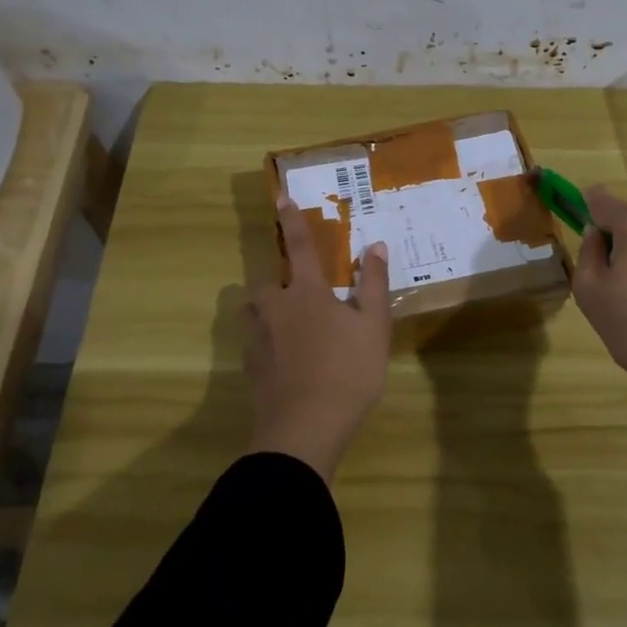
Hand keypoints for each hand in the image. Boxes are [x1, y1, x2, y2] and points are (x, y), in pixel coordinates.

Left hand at [243, 198, 392, 480]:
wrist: (304, 428)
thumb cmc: (347, 372)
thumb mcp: (373, 327)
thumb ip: (372, 285)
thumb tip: (375, 246)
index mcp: (306, 293)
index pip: (301, 247)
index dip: (293, 221)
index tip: (281, 198)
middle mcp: (276, 308)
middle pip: (266, 283)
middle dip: (278, 282)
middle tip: (299, 295)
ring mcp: (258, 339)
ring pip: (254, 313)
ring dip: (267, 311)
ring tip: (289, 325)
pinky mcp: (250, 368)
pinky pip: (255, 343)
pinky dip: (267, 343)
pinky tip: (285, 360)